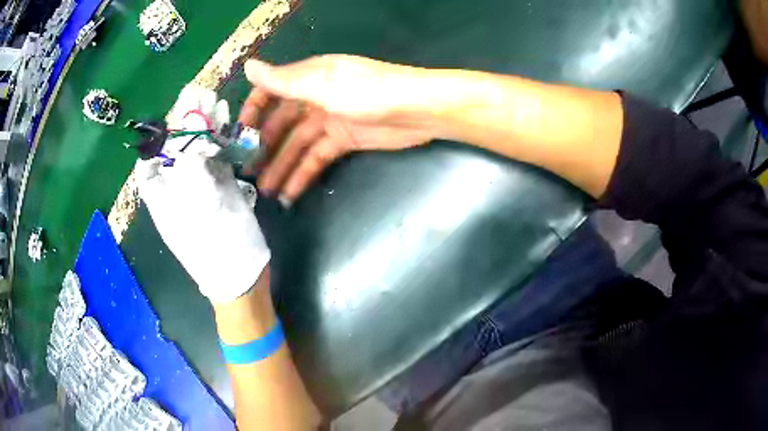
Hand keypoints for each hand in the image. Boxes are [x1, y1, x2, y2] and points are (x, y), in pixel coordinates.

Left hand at [137, 88, 269, 303]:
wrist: (240, 274)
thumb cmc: (214, 245)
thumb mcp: (198, 203)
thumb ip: (194, 162)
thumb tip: (195, 127)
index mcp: (160, 194)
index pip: (151, 157)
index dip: (160, 133)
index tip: (174, 112)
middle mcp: (175, 187)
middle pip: (176, 148)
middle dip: (187, 121)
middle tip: (200, 93)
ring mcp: (198, 186)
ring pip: (198, 150)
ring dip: (206, 126)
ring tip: (215, 100)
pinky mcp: (219, 188)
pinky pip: (216, 158)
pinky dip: (221, 140)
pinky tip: (226, 122)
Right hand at [239, 55, 439, 204]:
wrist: (417, 110)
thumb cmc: (369, 92)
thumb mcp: (322, 85)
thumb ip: (284, 81)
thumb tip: (248, 67)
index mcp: (308, 77)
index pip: (271, 91)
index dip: (253, 110)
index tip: (239, 134)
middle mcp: (315, 97)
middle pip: (282, 123)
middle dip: (264, 146)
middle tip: (247, 172)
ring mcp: (329, 121)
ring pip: (297, 145)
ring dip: (281, 166)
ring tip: (264, 191)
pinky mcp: (343, 141)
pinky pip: (316, 158)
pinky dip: (303, 175)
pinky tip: (289, 194)